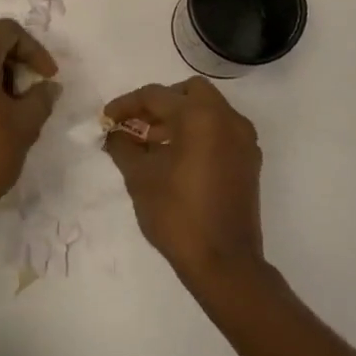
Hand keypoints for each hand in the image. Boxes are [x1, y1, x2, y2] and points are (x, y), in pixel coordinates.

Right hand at [102, 77, 265, 288]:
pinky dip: (199, 133)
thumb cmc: (177, 215)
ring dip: (180, 118)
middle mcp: (227, 118)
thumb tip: (114, 133)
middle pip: (188, 92)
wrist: (225, 263)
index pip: (156, 96)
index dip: (126, 105)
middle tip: (138, 125)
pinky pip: (220, 130)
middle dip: (160, 104)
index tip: (106, 119)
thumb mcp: (140, 178)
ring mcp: (243, 139)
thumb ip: (123, 147)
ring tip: (153, 145)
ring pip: (208, 109)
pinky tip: (178, 159)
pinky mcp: (249, 160)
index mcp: (200, 116)